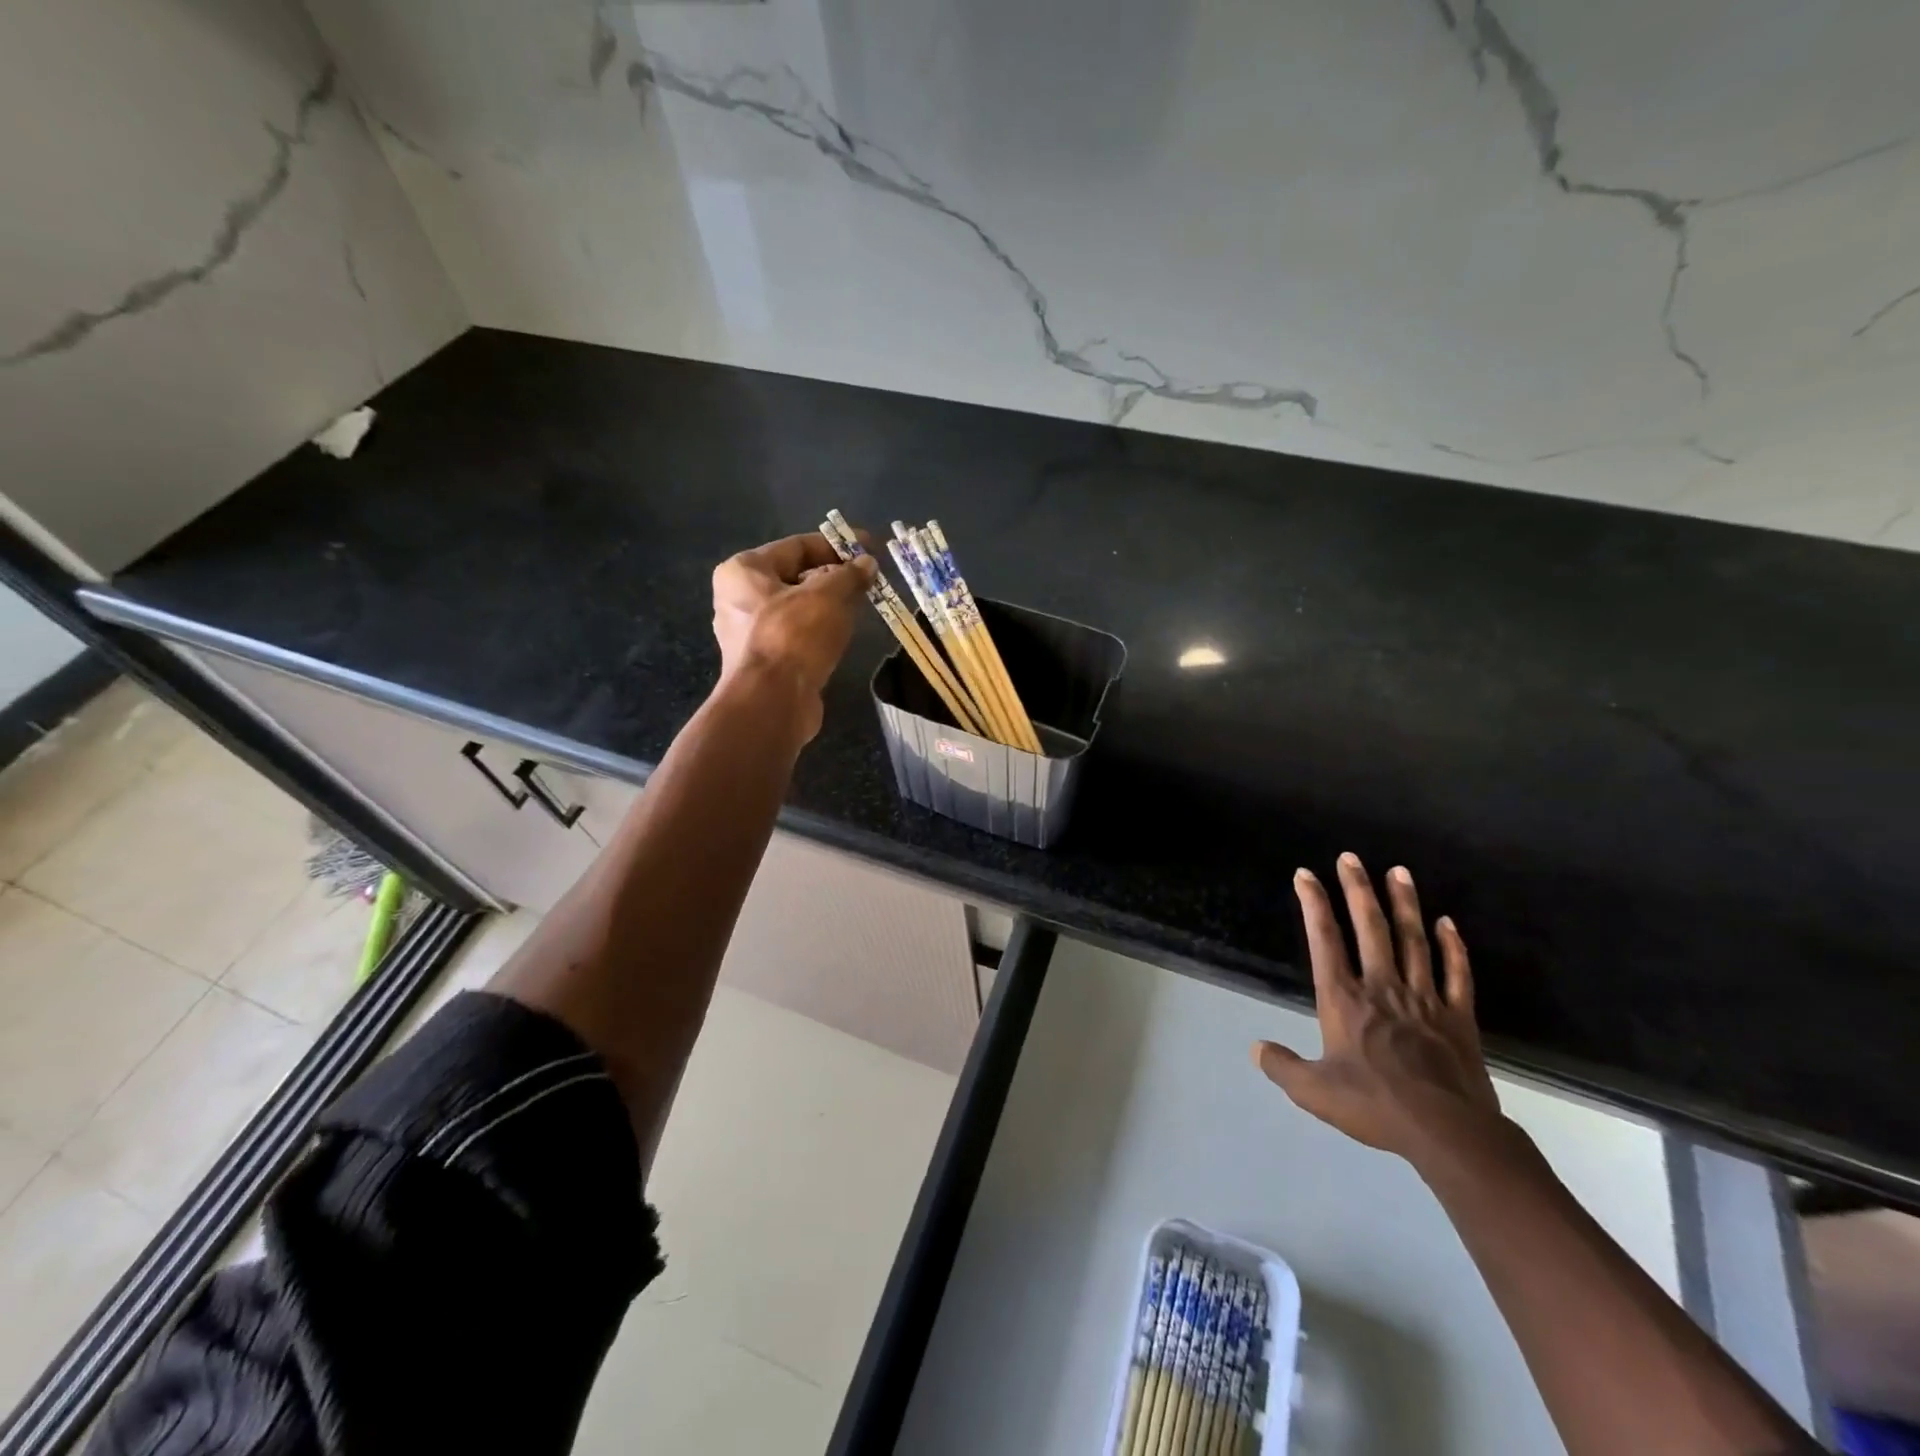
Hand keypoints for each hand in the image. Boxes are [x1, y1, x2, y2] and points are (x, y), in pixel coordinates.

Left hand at [711, 531, 876, 741]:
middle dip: (834, 576)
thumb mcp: (829, 596)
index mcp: (743, 571)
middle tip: (868, 580)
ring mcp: (748, 633)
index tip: (869, 548)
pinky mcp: (763, 662)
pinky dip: (820, 630)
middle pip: (795, 576)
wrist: (772, 702)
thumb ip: (850, 575)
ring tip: (862, 605)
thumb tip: (867, 564)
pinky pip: (796, 635)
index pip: (797, 546)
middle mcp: (738, 598)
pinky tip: (843, 635)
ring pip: (797, 608)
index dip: (837, 545)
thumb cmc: (794, 636)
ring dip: (829, 605)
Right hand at [1253, 853, 1507, 1169]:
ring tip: (1398, 871)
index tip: (1305, 874)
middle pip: (1370, 928)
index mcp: (1344, 1000)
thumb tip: (1255, 1048)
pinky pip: (1457, 974)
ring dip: (1404, 904)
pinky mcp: (1458, 1018)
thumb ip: (1282, 1066)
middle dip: (1357, 889)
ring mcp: (1424, 999)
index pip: (1324, 940)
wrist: (1448, 1133)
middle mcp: (1381, 987)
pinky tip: (1447, 923)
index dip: (1313, 904)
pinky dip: (1453, 947)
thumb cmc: (1375, 1106)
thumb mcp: (1314, 1091)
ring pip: (1413, 940)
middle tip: (1350, 857)